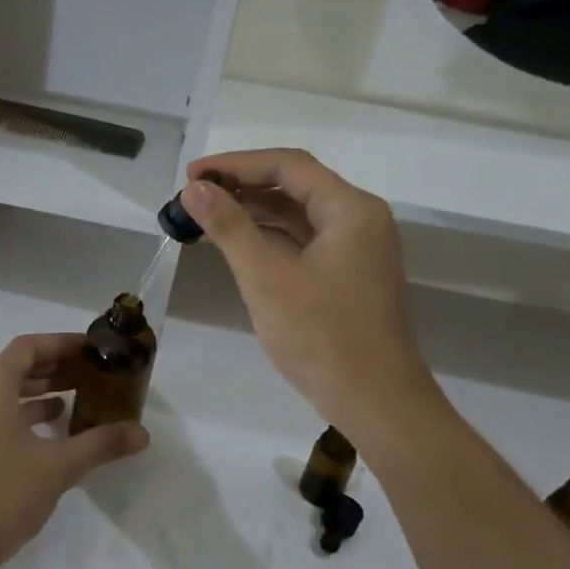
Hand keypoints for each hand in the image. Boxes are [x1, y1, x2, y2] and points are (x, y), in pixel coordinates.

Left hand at [0, 333, 148, 568]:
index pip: (27, 347)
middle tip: (91, 373)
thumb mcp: (59, 467)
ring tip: (78, 398)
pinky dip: (25, 412)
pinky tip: (52, 429)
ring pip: (6, 391)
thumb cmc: (3, 494)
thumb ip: (100, 444)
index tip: (91, 350)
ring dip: (40, 390)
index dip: (61, 343)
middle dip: (55, 367)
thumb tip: (142, 434)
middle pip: (16, 366)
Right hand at [180, 149, 431, 433]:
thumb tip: (194, 189)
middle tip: (193, 194)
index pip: (287, 165)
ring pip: (297, 213)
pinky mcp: (348, 274)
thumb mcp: (266, 277)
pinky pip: (303, 239)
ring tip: (205, 214)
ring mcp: (356, 248)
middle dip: (242, 184)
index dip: (235, 164)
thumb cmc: (322, 336)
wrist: (377, 403)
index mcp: (350, 210)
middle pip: (294, 184)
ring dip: (253, 210)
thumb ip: (229, 226)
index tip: (192, 175)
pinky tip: (235, 242)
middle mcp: (359, 219)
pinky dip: (269, 236)